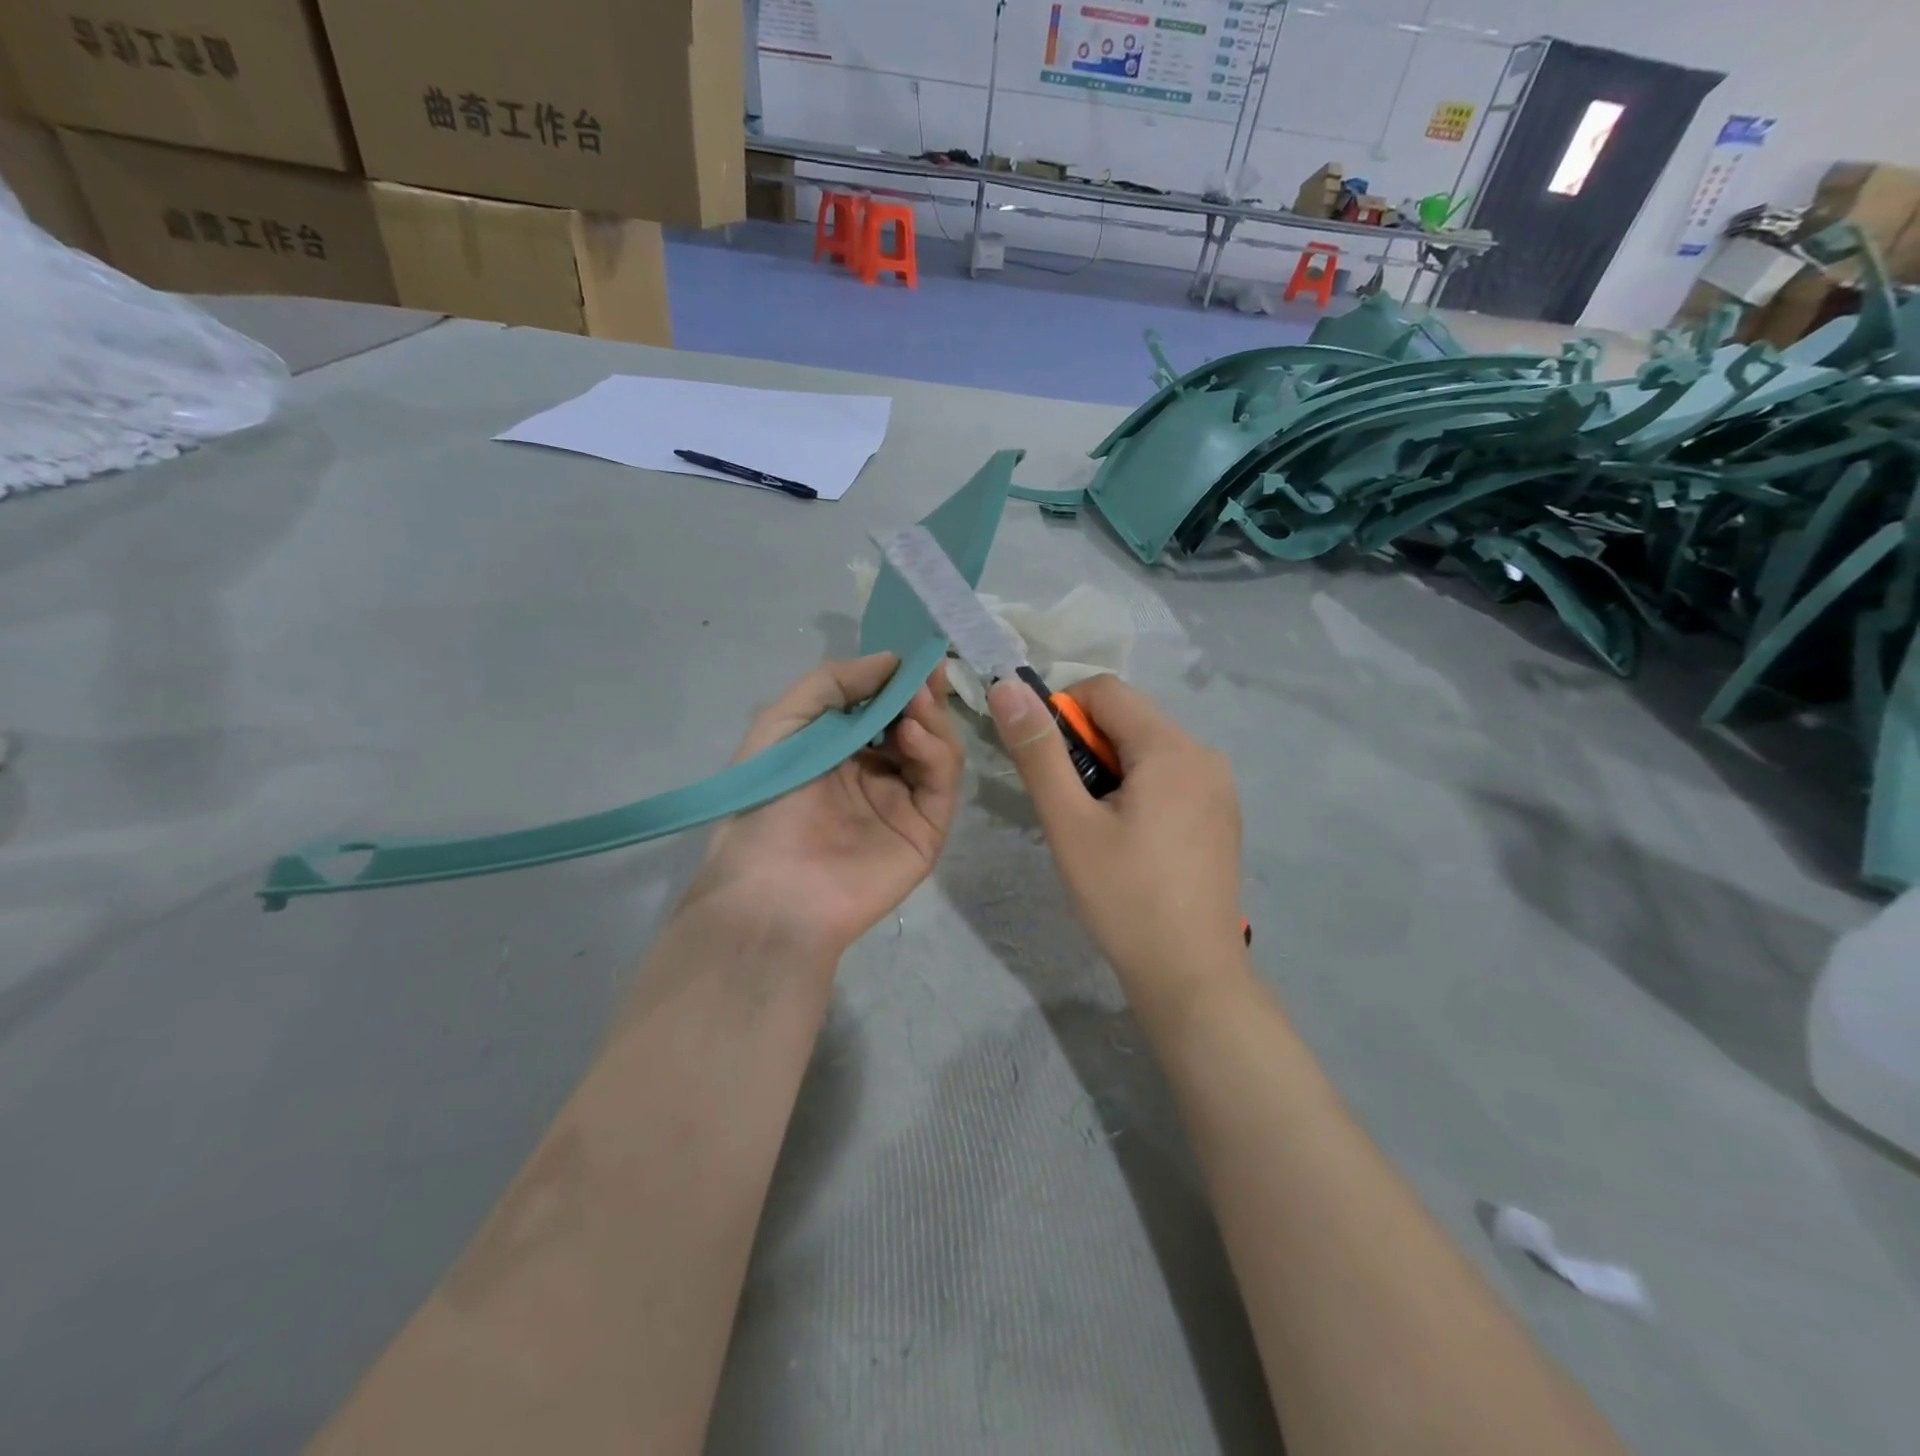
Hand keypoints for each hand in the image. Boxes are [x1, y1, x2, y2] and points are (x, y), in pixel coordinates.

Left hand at [689, 653, 964, 957]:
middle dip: (922, 694)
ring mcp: (905, 803)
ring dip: (931, 719)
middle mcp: (878, 774)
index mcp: (843, 751)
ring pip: (938, 750)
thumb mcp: (782, 724)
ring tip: (915, 701)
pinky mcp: (926, 832)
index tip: (913, 652)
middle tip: (925, 670)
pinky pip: (941, 784)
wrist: (769, 890)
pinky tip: (912, 735)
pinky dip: (935, 753)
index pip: (885, 707)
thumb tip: (891, 659)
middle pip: (918, 725)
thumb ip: (832, 683)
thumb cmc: (765, 804)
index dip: (899, 679)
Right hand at [987, 673, 1248, 1015]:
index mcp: (1171, 747)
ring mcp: (1219, 786)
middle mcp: (1204, 754)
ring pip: (1147, 748)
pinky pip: (1169, 775)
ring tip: (1095, 826)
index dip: (1062, 712)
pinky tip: (1128, 839)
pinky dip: (1138, 787)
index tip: (1046, 765)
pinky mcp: (1220, 814)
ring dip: (1110, 768)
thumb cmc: (1123, 897)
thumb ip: (1038, 751)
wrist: (1190, 975)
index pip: (1105, 690)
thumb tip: (1007, 687)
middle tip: (1068, 805)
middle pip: (1128, 718)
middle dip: (1086, 746)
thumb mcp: (1069, 822)